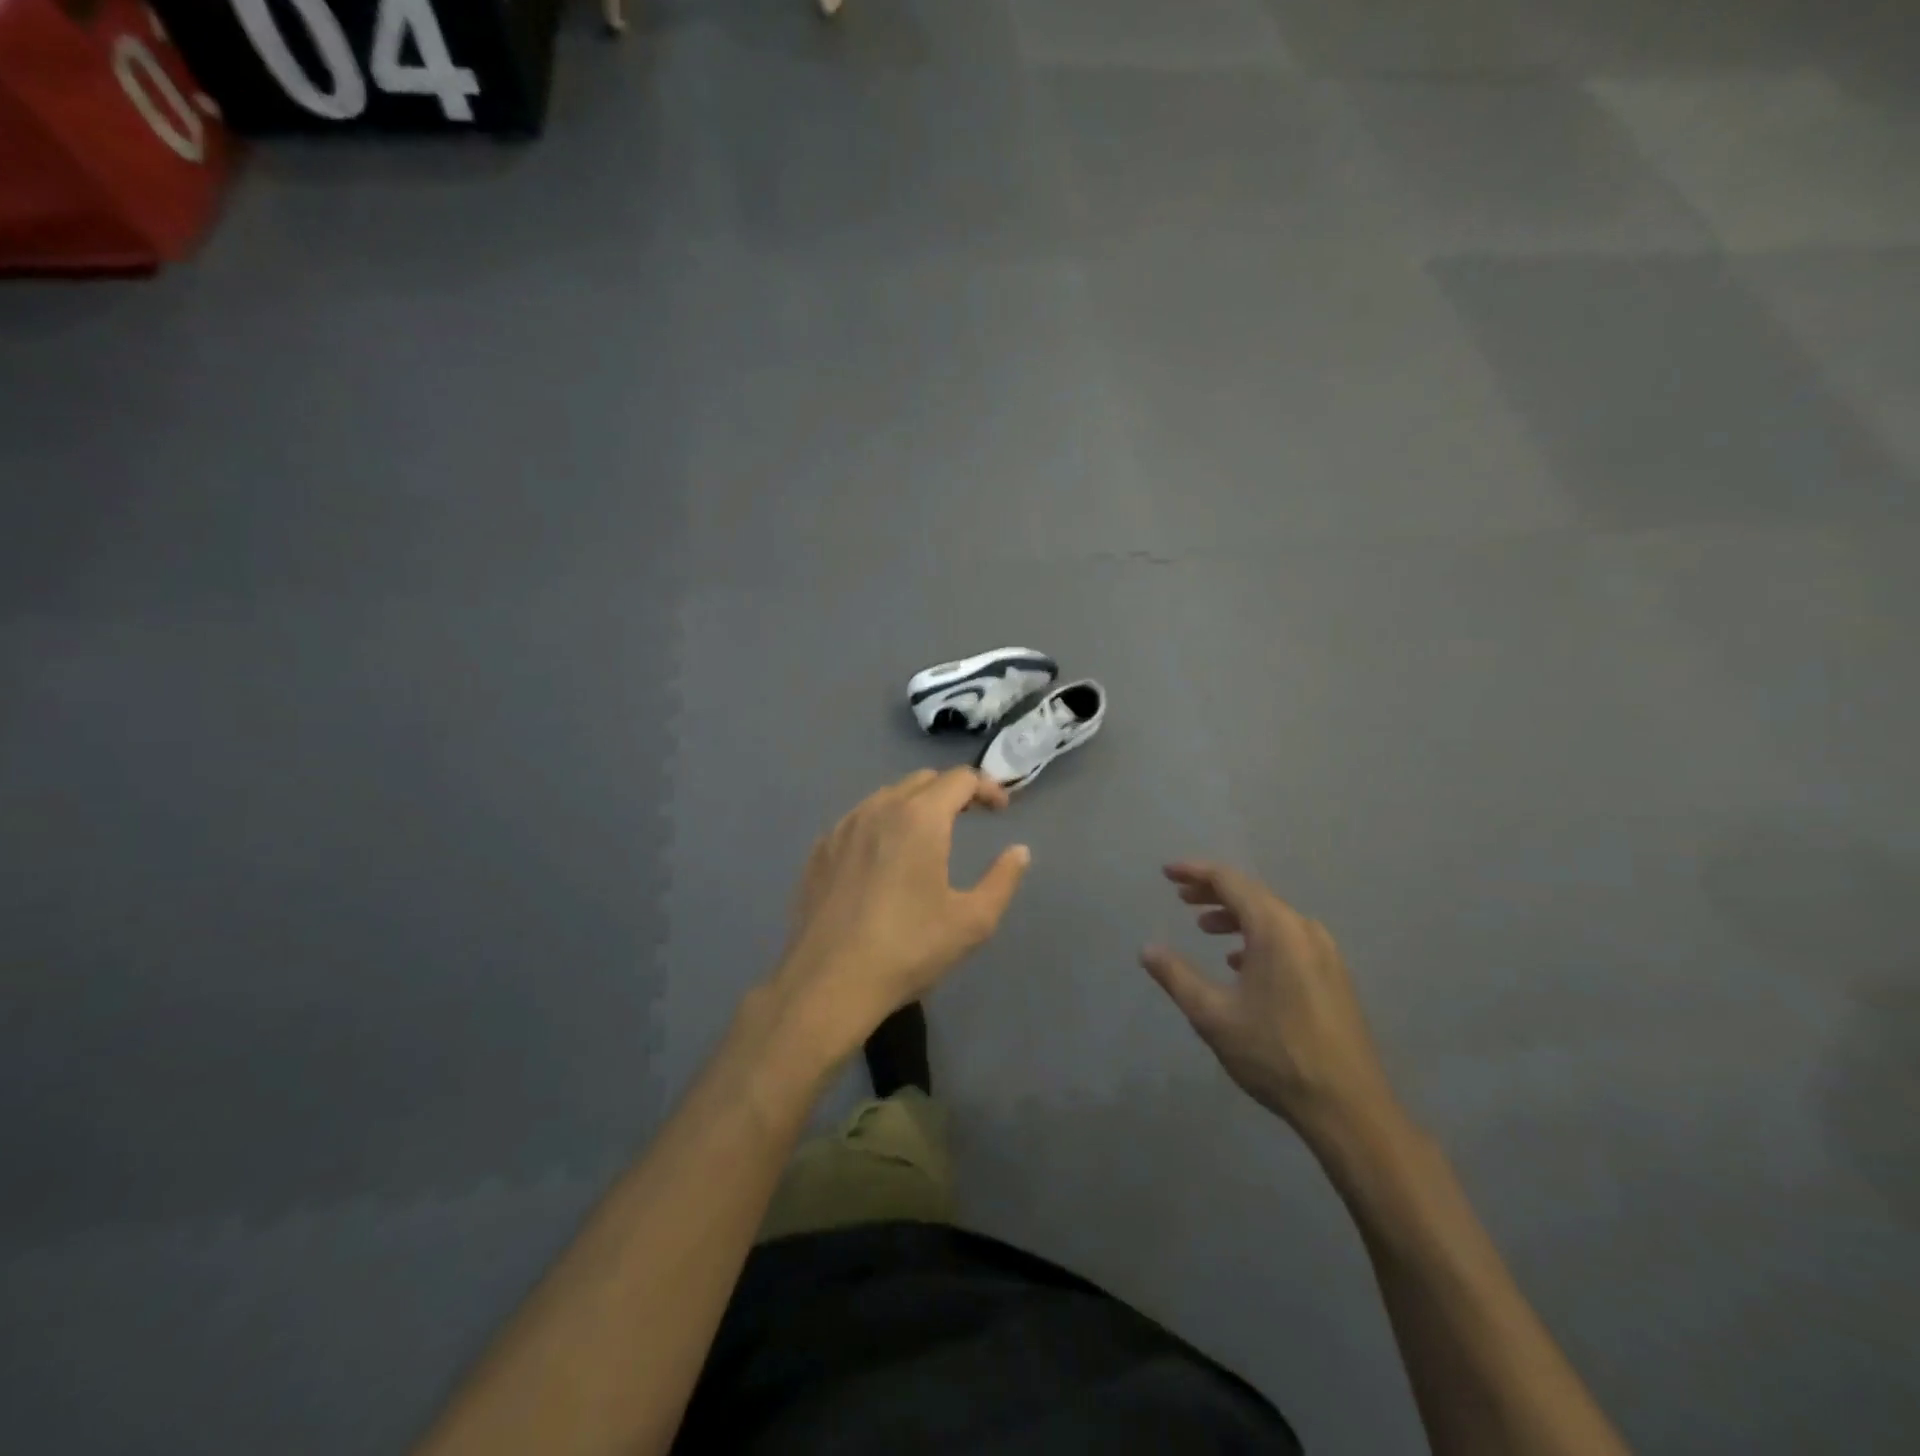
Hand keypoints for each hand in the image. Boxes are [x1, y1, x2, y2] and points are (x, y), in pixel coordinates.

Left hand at [770, 768, 1030, 1059]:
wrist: (829, 983)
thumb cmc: (909, 949)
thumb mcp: (972, 921)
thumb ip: (1002, 879)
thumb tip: (1019, 851)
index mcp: (920, 818)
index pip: (960, 779)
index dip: (987, 787)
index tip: (1001, 810)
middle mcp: (879, 809)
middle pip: (923, 780)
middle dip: (952, 791)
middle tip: (970, 817)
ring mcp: (843, 827)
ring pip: (887, 796)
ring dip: (915, 804)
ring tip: (928, 835)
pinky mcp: (820, 849)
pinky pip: (859, 819)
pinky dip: (882, 823)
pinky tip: (884, 857)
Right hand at [1141, 862, 1400, 1147]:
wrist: (1348, 1107)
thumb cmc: (1275, 1054)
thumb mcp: (1212, 1015)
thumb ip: (1176, 976)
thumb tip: (1147, 949)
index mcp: (1276, 929)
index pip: (1230, 881)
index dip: (1195, 872)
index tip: (1166, 872)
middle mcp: (1304, 930)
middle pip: (1253, 894)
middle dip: (1213, 892)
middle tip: (1181, 898)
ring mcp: (1325, 952)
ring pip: (1272, 917)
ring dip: (1236, 916)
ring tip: (1206, 929)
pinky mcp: (1334, 975)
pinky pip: (1289, 938)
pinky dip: (1259, 937)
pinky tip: (1241, 963)